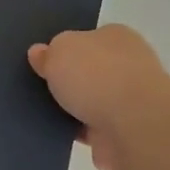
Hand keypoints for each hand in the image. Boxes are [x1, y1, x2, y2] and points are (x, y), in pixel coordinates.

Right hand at [28, 25, 169, 169]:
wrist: (133, 127)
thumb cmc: (97, 76)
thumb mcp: (60, 51)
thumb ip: (48, 52)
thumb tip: (40, 53)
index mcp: (117, 37)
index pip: (88, 37)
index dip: (65, 48)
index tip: (43, 60)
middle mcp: (127, 65)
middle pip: (90, 70)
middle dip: (69, 79)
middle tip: (36, 85)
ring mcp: (128, 101)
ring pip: (90, 100)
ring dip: (72, 107)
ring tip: (37, 111)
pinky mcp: (124, 132)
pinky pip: (91, 128)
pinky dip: (76, 131)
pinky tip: (51, 132)